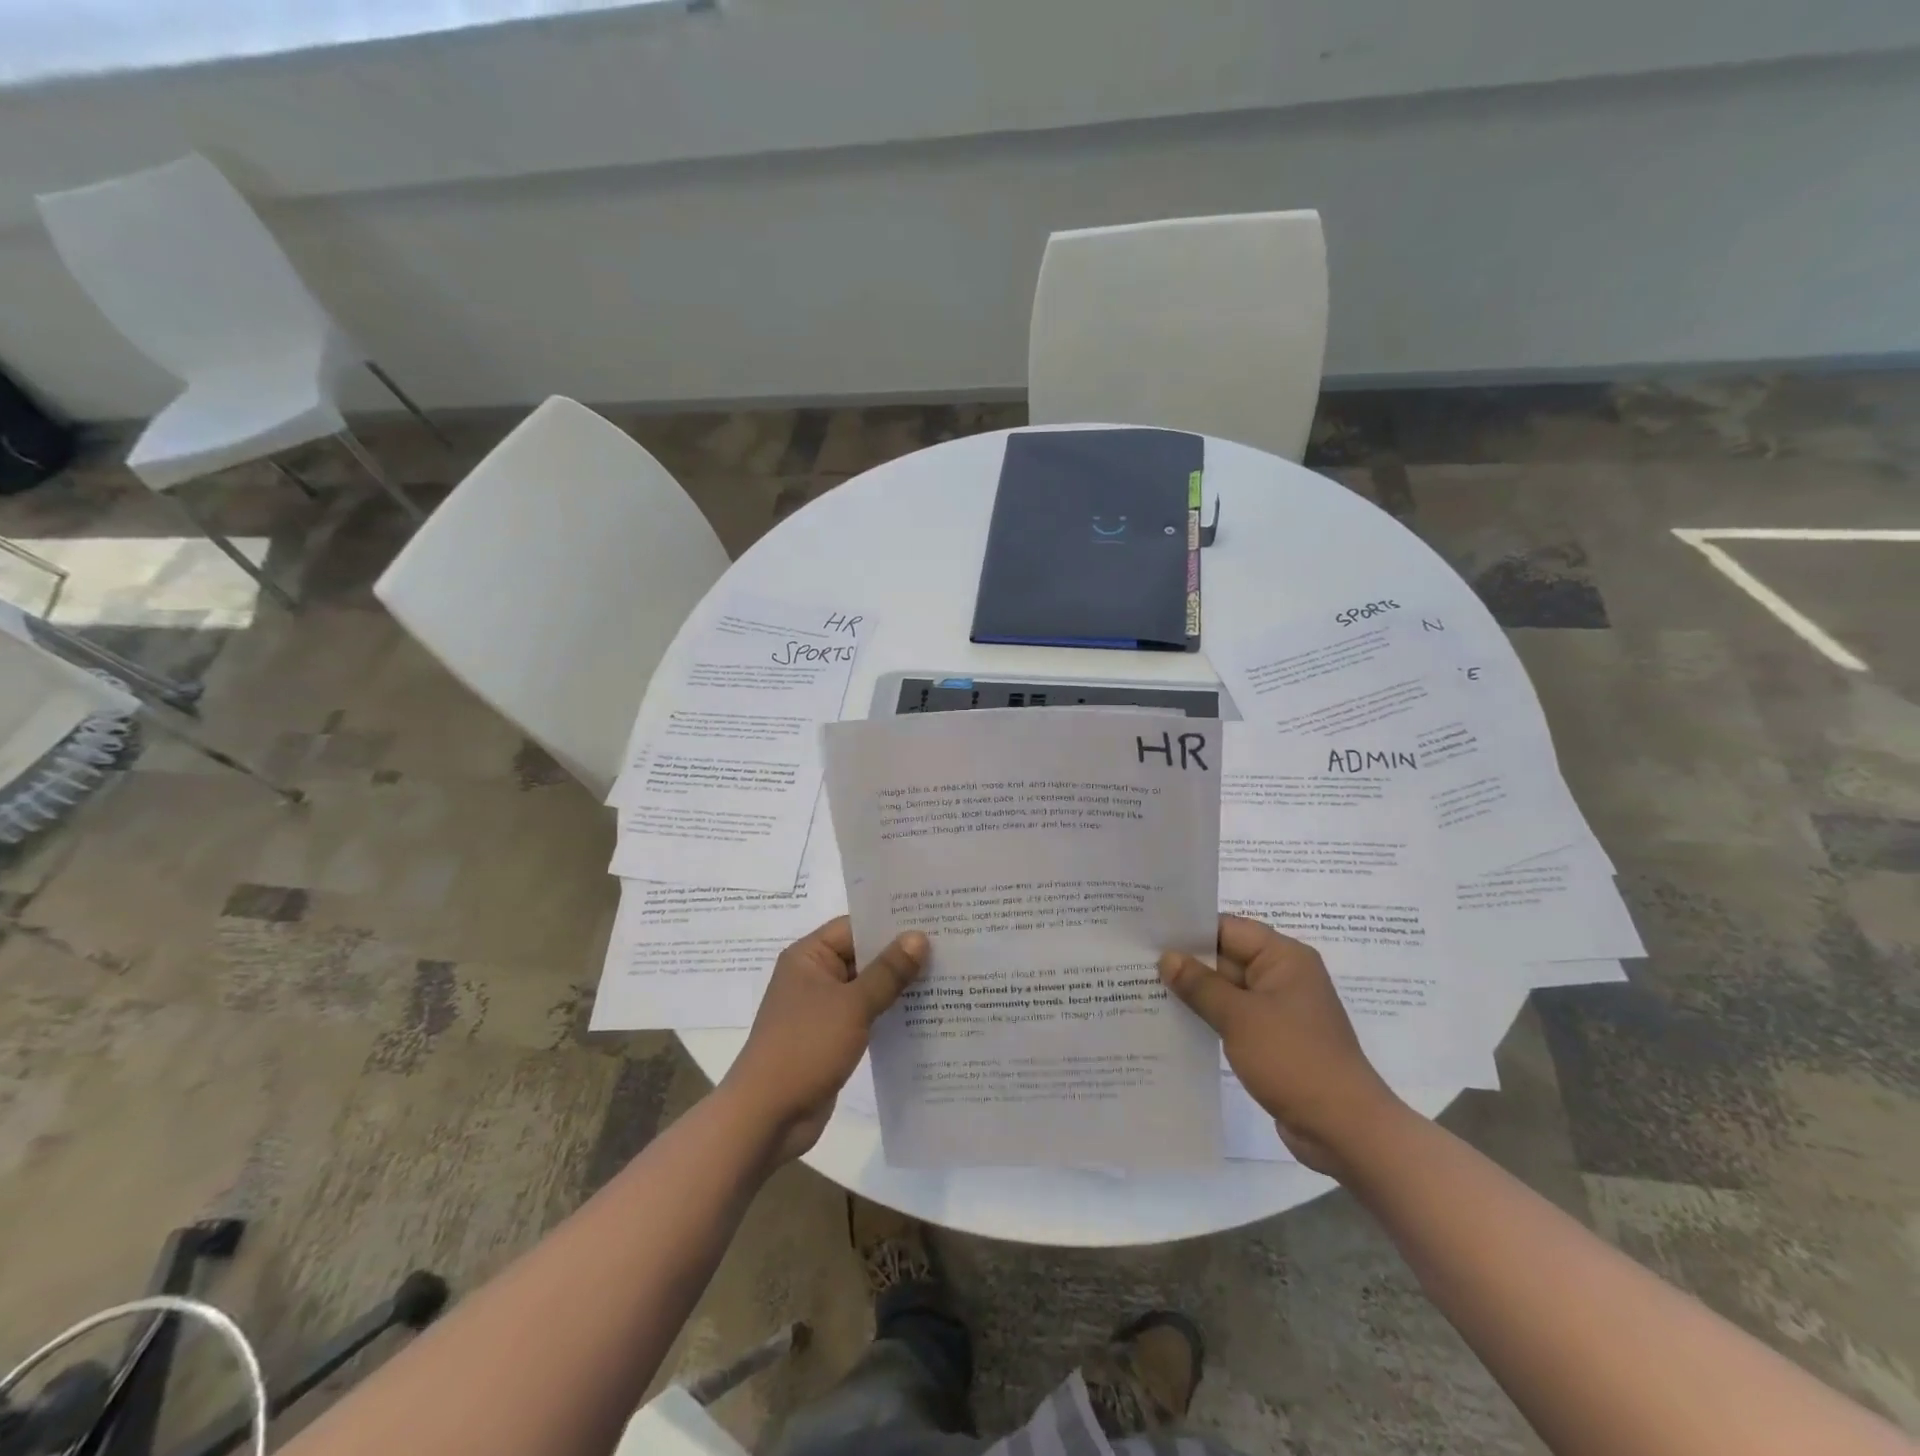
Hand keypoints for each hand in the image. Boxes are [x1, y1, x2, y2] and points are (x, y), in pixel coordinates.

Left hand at [720, 917, 926, 1164]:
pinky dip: (889, 1013)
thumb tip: (919, 937)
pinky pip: (866, 1015)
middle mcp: (814, 976)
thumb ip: (888, 971)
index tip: (932, 920)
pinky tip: (924, 1014)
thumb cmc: (805, 1047)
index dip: (891, 923)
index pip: (855, 927)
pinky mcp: (832, 1037)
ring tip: (946, 977)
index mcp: (809, 956)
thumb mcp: (852, 1005)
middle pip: (863, 955)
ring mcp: (822, 1009)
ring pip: (867, 987)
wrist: (767, 1117)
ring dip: (899, 986)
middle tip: (949, 947)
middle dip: (901, 955)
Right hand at [1159, 915, 1405, 1174]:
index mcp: (1284, 958)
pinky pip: (1235, 1017)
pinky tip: (1173, 1022)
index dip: (1189, 930)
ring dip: (1195, 993)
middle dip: (1186, 963)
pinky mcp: (1274, 1039)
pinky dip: (1209, 1017)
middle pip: (1226, 957)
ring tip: (1144, 989)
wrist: (1345, 1129)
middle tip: (1136, 961)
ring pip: (1227, 990)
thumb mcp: (1240, 1017)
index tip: (1148, 933)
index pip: (1228, 928)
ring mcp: (1279, 1010)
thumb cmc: (1294, 1059)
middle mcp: (1283, 976)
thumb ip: (1200, 985)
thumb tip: (1167, 957)